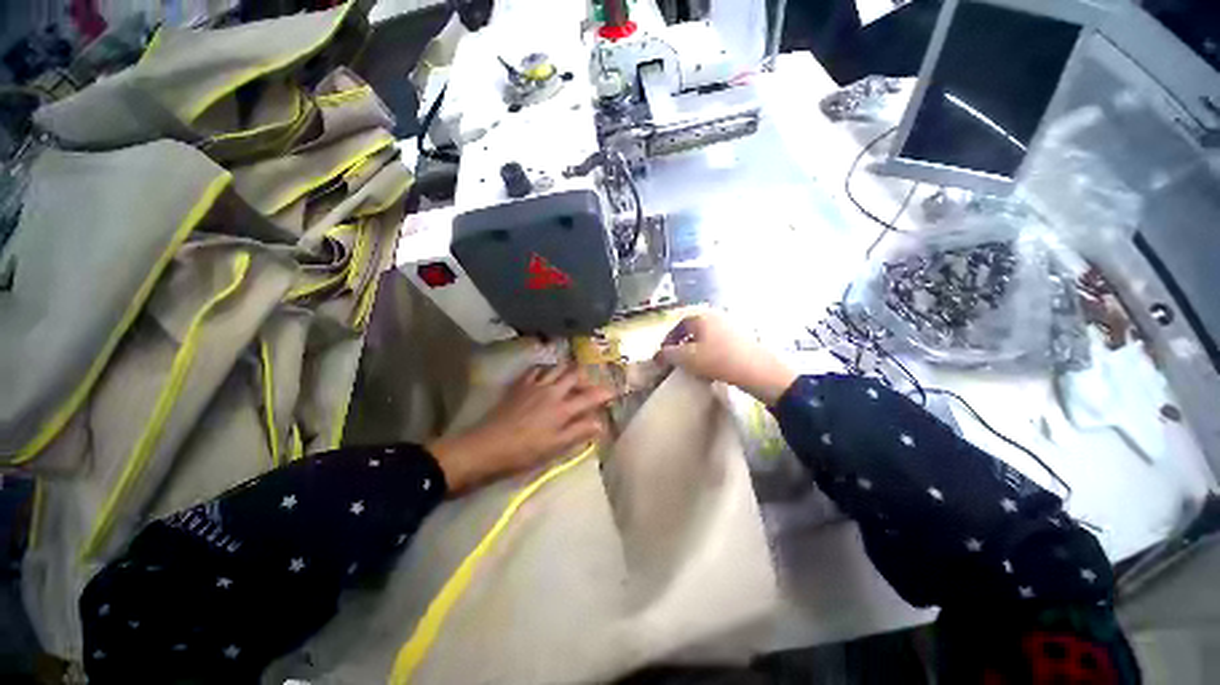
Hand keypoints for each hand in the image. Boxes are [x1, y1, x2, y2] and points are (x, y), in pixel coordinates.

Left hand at [427, 364, 614, 493]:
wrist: (488, 446)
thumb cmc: (525, 451)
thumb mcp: (555, 447)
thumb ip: (579, 432)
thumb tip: (600, 423)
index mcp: (563, 408)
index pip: (590, 396)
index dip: (604, 393)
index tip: (613, 392)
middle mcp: (552, 391)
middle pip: (574, 374)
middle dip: (586, 376)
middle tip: (590, 384)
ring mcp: (535, 385)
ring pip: (556, 368)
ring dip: (567, 370)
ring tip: (570, 377)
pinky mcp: (520, 385)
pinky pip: (536, 369)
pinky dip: (545, 369)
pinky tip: (546, 376)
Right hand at [655, 312, 796, 404]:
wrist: (757, 370)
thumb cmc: (718, 360)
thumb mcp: (688, 358)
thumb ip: (669, 354)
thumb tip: (660, 353)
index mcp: (701, 316)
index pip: (678, 325)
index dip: (668, 340)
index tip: (664, 354)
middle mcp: (715, 316)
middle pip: (692, 330)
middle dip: (682, 344)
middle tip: (677, 360)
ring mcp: (730, 326)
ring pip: (705, 337)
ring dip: (695, 349)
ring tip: (692, 365)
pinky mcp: (740, 338)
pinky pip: (717, 342)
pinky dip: (709, 352)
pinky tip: (710, 366)